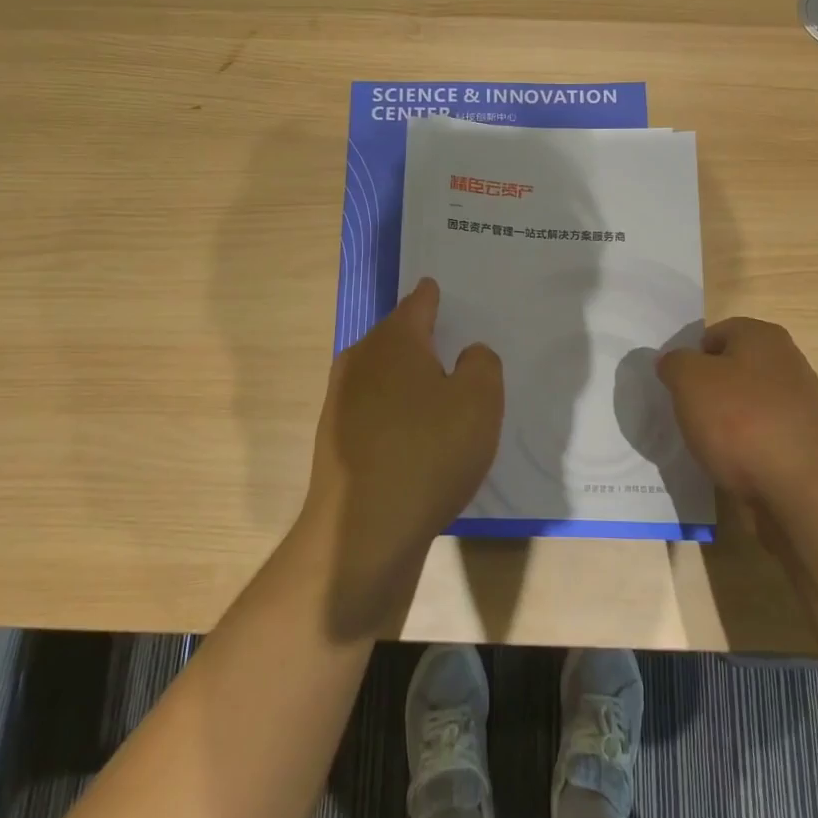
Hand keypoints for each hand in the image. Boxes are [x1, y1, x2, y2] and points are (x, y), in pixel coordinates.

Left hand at [298, 278, 503, 636]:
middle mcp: (360, 361)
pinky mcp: (335, 441)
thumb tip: (467, 355)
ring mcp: (341, 402)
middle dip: (420, 338)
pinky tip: (416, 434)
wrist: (364, 529)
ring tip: (438, 388)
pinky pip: (375, 410)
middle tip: (451, 340)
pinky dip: (396, 411)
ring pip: (383, 375)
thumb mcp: (480, 400)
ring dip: (408, 378)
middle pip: (396, 338)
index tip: (438, 287)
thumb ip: (482, 364)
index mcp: (394, 341)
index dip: (433, 296)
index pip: (418, 303)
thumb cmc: (429, 451)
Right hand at [656, 318, 817, 522]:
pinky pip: (761, 432)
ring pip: (745, 402)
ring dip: (725, 420)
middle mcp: (787, 360)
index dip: (690, 359)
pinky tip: (732, 462)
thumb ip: (674, 363)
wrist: (799, 488)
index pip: (713, 335)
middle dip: (708, 390)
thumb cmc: (739, 420)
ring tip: (709, 443)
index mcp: (762, 335)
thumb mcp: (688, 380)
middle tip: (689, 414)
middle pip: (731, 369)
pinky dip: (744, 444)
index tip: (678, 388)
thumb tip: (673, 363)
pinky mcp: (803, 439)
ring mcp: (799, 401)